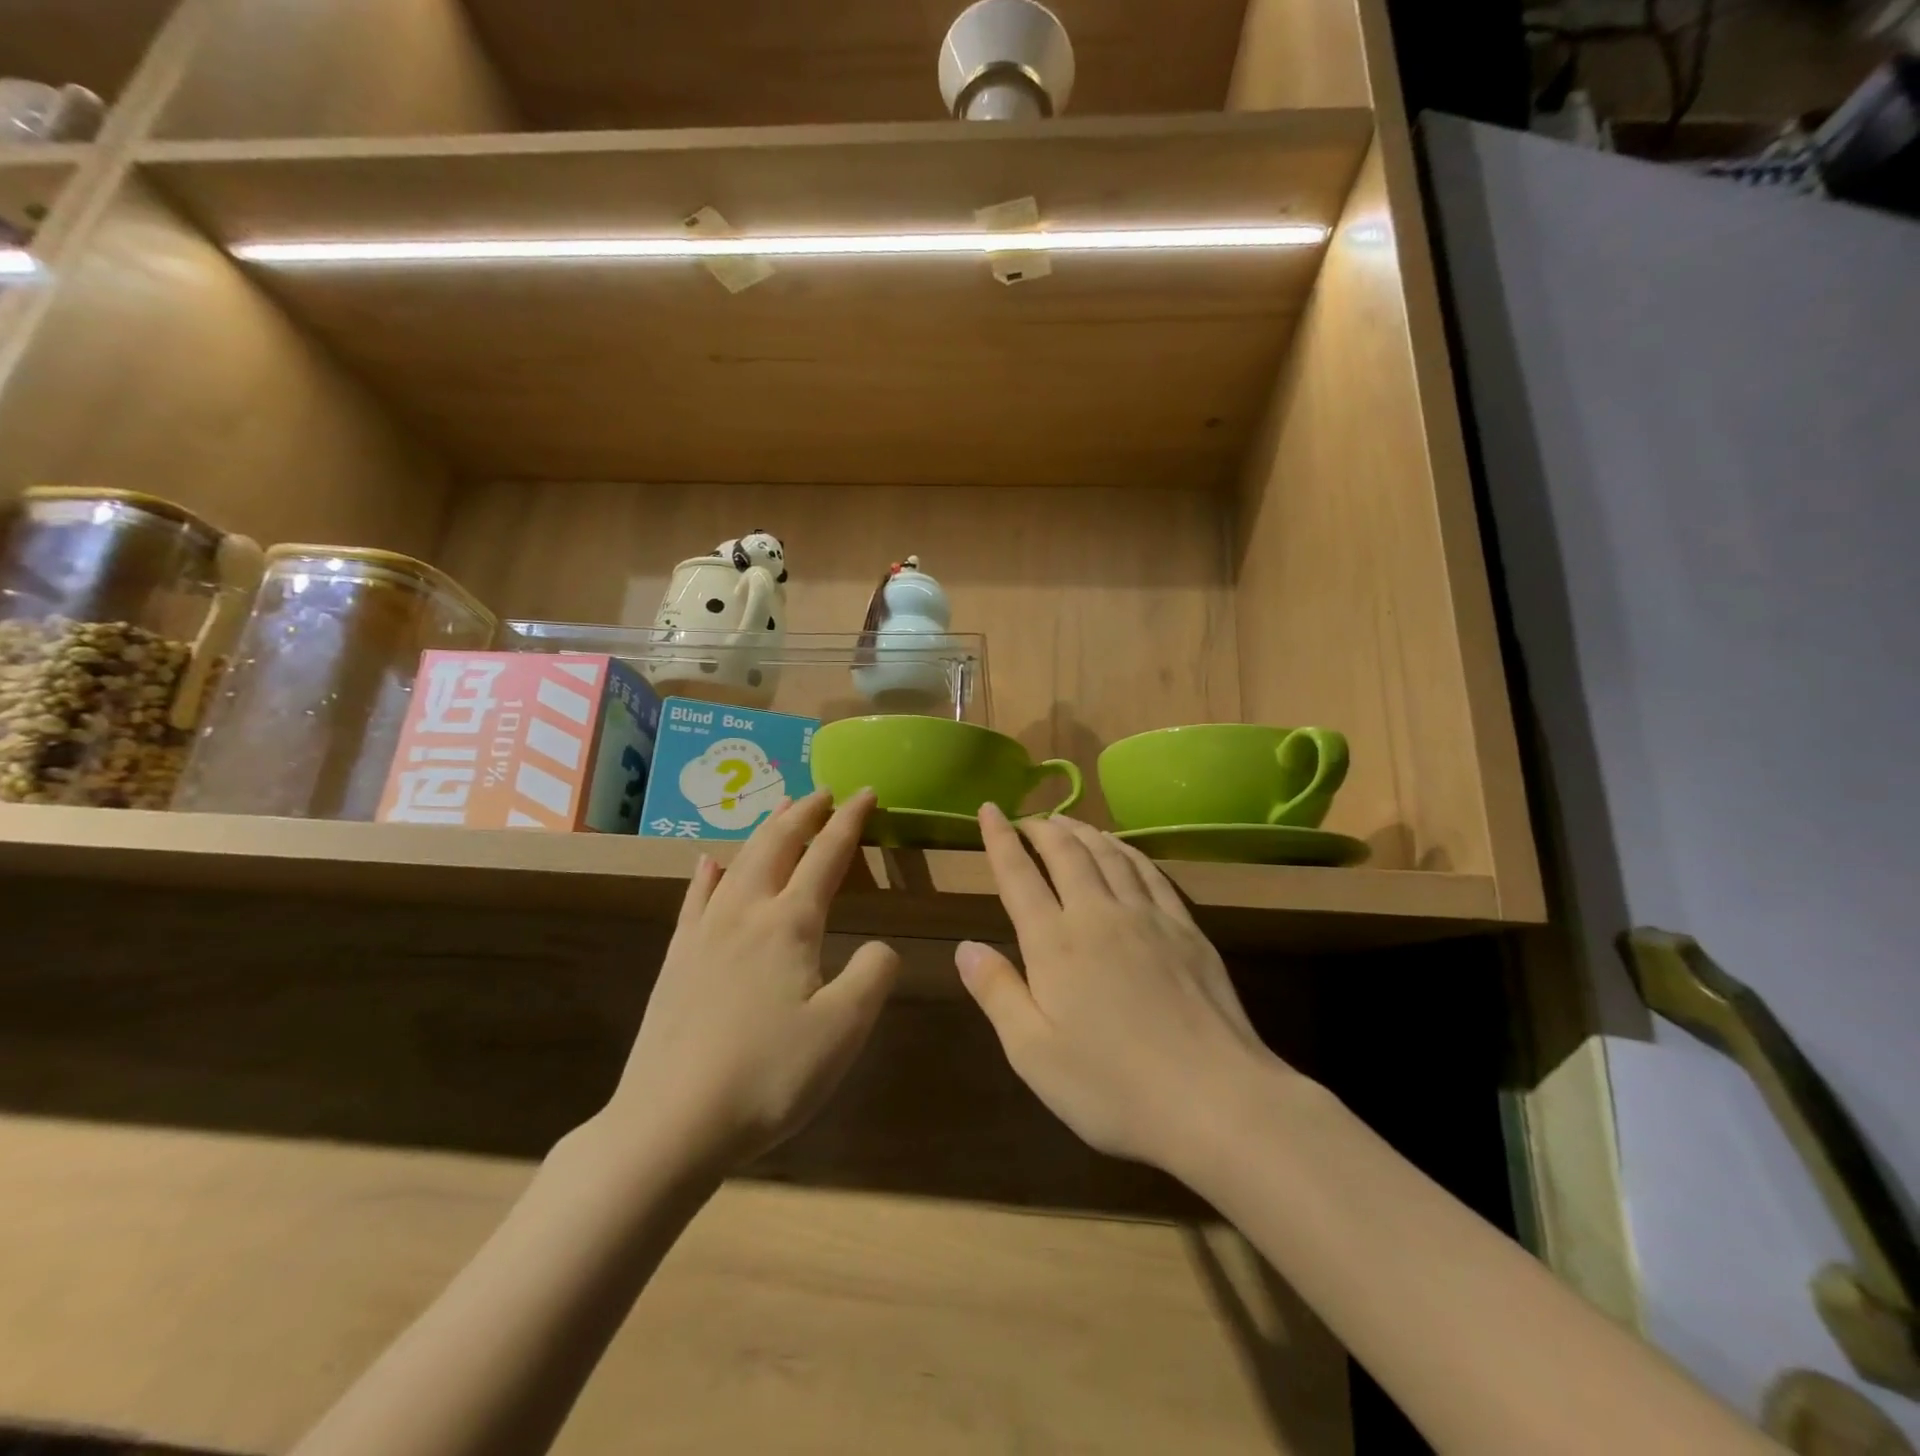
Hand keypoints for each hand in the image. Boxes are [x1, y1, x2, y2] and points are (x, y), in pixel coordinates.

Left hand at [607, 789, 899, 1169]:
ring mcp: (704, 934)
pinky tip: (708, 864)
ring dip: (764, 831)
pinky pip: (695, 899)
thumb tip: (880, 946)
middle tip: (822, 792)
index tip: (867, 792)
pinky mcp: (677, 961)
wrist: (669, 1123)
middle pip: (778, 845)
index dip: (850, 820)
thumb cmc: (768, 1075)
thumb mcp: (843, 1030)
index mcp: (790, 923)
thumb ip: (874, 975)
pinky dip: (708, 874)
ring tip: (779, 812)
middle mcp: (746, 913)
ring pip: (739, 862)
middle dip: (803, 813)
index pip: (827, 855)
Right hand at [957, 806, 1290, 1173]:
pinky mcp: (1186, 928)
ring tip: (1067, 821)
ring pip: (1108, 854)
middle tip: (1028, 817)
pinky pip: (1150, 872)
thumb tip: (965, 946)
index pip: (1019, 876)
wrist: (1215, 1099)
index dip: (1000, 839)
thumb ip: (997, 993)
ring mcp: (1147, 917)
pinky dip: (1128, 850)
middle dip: (1042, 828)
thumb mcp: (1033, 1053)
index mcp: (1055, 944)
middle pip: (1066, 853)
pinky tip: (1123, 849)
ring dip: (1083, 831)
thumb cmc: (1112, 1087)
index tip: (989, 809)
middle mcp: (1098, 914)